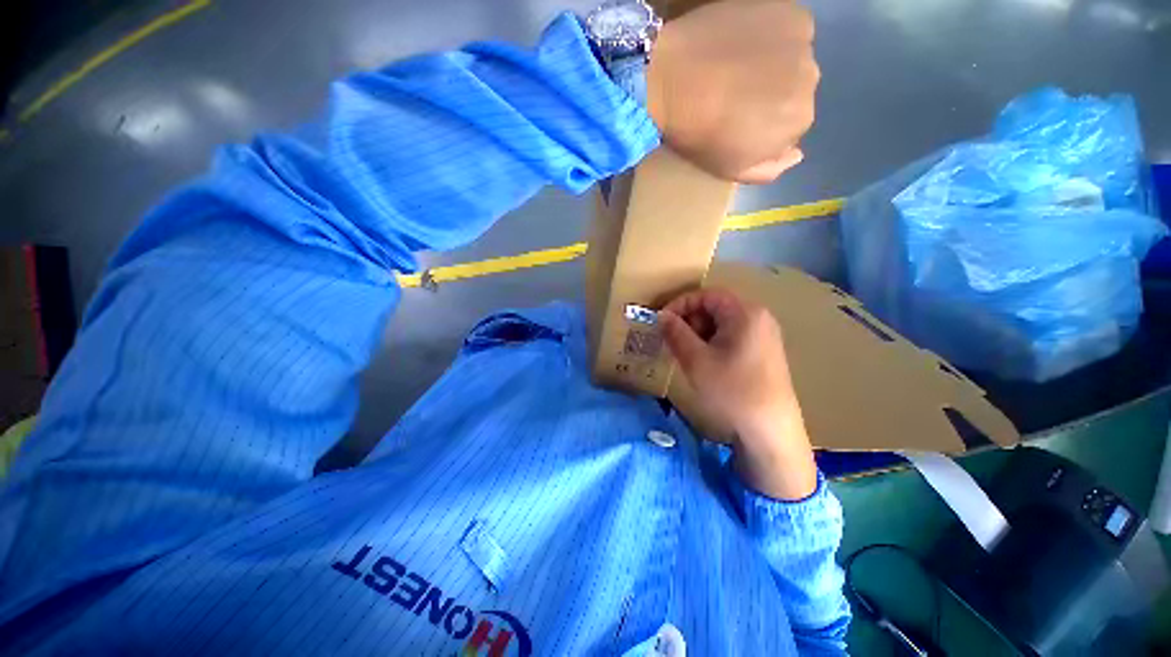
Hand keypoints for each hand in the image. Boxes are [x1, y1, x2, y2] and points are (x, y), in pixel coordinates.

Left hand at [646, 0, 819, 183]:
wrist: (671, 79)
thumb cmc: (699, 134)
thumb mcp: (731, 169)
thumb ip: (770, 169)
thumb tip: (797, 154)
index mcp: (799, 121)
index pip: (791, 125)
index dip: (764, 125)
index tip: (738, 122)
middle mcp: (811, 79)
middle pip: (795, 90)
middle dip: (771, 95)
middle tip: (735, 95)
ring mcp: (801, 40)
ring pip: (792, 60)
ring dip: (773, 65)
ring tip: (736, 68)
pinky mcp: (786, 8)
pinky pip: (786, 29)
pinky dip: (770, 37)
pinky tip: (741, 43)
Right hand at [660, 288, 816, 499]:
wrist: (771, 432)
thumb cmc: (731, 391)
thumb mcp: (696, 360)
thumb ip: (676, 332)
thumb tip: (662, 315)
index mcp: (745, 313)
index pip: (706, 295)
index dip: (680, 304)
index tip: (662, 322)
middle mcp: (759, 318)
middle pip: (716, 307)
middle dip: (690, 320)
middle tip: (673, 341)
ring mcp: (765, 336)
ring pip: (723, 324)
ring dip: (699, 333)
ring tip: (686, 354)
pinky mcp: (765, 353)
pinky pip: (733, 337)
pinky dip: (713, 343)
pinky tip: (705, 363)